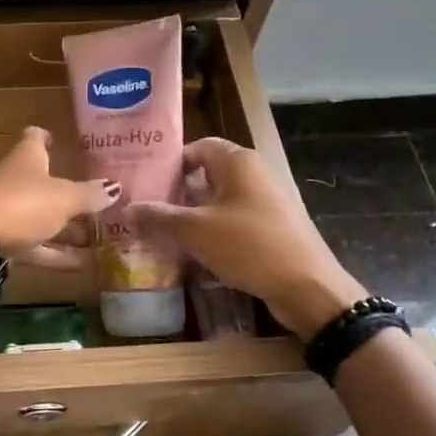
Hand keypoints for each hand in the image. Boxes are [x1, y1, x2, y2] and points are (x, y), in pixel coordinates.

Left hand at [0, 126, 117, 262]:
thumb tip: (115, 187)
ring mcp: (5, 209)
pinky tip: (81, 265)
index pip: (36, 137)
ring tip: (97, 240)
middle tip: (99, 202)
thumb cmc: (21, 204)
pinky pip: (33, 244)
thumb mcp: (63, 198)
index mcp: (25, 157)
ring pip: (40, 215)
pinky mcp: (0, 238)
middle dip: (69, 192)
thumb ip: (88, 194)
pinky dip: (54, 253)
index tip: (62, 141)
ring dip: (66, 228)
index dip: (48, 137)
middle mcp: (13, 178)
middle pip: (43, 181)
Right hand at [132, 138, 367, 336]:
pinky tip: (194, 251)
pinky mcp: (273, 227)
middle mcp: (255, 173)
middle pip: (207, 174)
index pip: (197, 147)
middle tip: (146, 208)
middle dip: (177, 192)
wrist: (307, 287)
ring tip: (162, 232)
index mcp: (238, 161)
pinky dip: (213, 230)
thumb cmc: (248, 246)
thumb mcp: (195, 230)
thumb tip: (127, 208)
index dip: (170, 162)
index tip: (145, 181)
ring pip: (220, 200)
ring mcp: (267, 201)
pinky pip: (235, 220)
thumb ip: (159, 216)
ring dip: (193, 214)